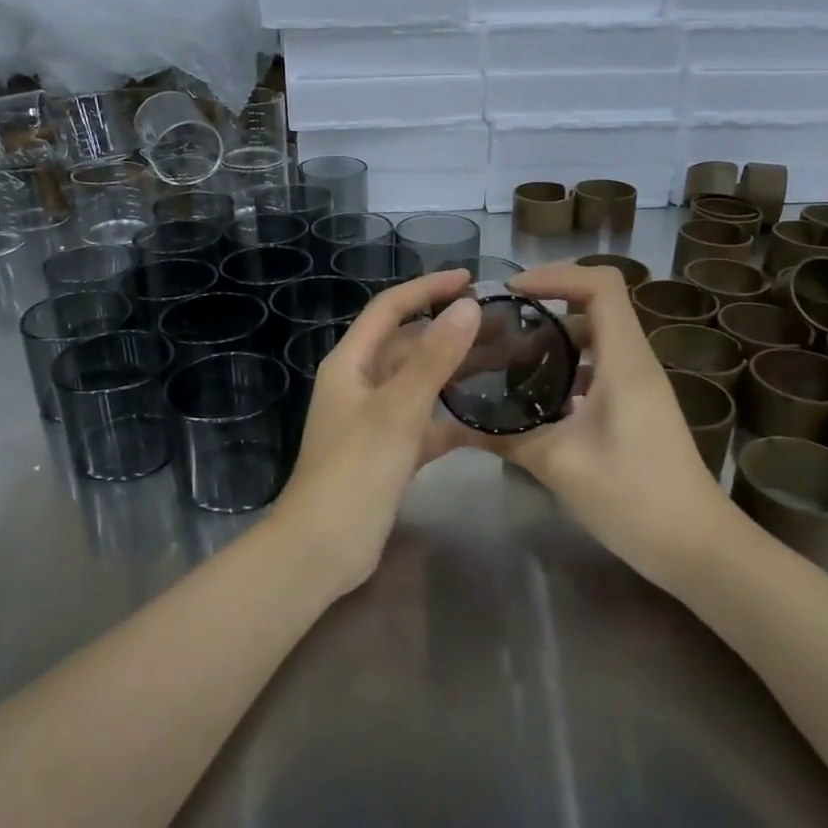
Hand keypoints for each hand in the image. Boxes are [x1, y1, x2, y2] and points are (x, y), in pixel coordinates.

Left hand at [276, 269, 480, 593]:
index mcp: (351, 363)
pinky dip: (451, 418)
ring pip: (420, 384)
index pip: (390, 309)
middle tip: (502, 325)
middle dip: (449, 332)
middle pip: (408, 345)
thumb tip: (466, 307)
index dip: (426, 288)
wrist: (323, 548)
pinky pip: (425, 423)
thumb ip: (433, 359)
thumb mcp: (397, 410)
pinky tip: (489, 421)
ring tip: (505, 362)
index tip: (469, 279)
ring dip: (455, 372)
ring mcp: (374, 420)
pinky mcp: (389, 453)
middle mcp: (360, 384)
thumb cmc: (354, 471)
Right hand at [470, 263, 738, 586]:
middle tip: (499, 328)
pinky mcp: (639, 407)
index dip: (556, 275)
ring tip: (508, 361)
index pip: (601, 285)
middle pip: (596, 305)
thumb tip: (457, 422)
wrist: (696, 547)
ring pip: (597, 338)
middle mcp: (636, 362)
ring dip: (555, 340)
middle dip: (546, 305)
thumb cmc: (634, 498)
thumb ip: (507, 436)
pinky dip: (568, 368)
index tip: (512, 292)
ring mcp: (641, 385)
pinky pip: (601, 367)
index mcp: (625, 362)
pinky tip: (537, 399)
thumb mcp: (560, 465)